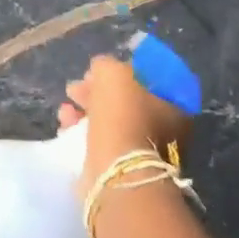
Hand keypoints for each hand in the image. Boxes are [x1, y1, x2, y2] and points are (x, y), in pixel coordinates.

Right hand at [59, 54, 193, 189]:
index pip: (146, 80)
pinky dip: (81, 132)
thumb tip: (100, 70)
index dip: (120, 72)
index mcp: (173, 104)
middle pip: (125, 101)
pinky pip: (100, 142)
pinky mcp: (122, 169)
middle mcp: (164, 128)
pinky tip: (65, 126)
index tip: (97, 72)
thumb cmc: (122, 116)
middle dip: (96, 92)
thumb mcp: (113, 73)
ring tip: (65, 109)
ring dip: (85, 111)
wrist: (116, 172)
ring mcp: (143, 151)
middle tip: (75, 88)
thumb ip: (106, 65)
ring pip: (110, 122)